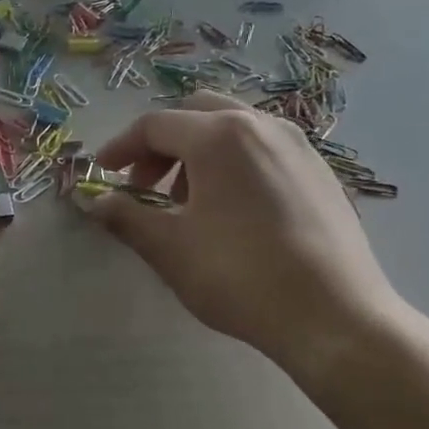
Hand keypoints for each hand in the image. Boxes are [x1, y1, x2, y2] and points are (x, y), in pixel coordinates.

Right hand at [92, 93, 408, 381]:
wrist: (334, 316)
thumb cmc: (240, 276)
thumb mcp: (169, 248)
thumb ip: (126, 216)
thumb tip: (94, 201)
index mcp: (220, 136)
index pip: (155, 125)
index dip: (121, 147)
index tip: (102, 173)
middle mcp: (261, 125)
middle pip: (196, 113)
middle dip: (161, 145)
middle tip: (144, 186)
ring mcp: (298, 145)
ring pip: (232, 128)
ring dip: (197, 152)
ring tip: (186, 201)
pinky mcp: (320, 171)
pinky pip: (263, 148)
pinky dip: (232, 162)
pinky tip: (231, 209)